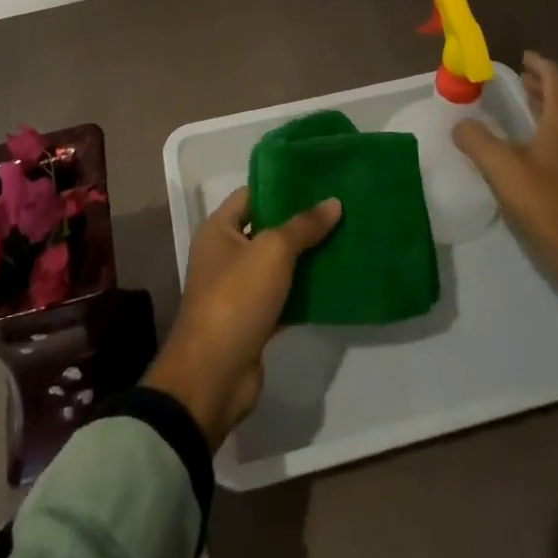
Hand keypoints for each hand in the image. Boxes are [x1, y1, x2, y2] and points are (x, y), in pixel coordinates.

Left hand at [143, 187, 341, 446]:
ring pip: (277, 266)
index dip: (280, 187)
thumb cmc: (236, 298)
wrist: (214, 375)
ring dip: (305, 258)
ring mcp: (238, 290)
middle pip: (266, 230)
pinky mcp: (253, 321)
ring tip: (343, 240)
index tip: (316, 182)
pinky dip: (304, 292)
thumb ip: (303, 226)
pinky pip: (283, 297)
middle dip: (299, 223)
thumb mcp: (272, 252)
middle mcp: (224, 255)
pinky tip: (334, 283)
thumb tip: (334, 202)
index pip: (251, 195)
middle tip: (338, 210)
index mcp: (218, 230)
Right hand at [455, 52, 557, 319]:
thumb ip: (476, 140)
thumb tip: (460, 123)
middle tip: (523, 76)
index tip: (523, 57)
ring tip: (528, 101)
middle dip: (547, 82)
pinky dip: (557, 124)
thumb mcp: (501, 168)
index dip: (541, 65)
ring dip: (553, 103)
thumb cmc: (544, 203)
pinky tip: (538, 140)